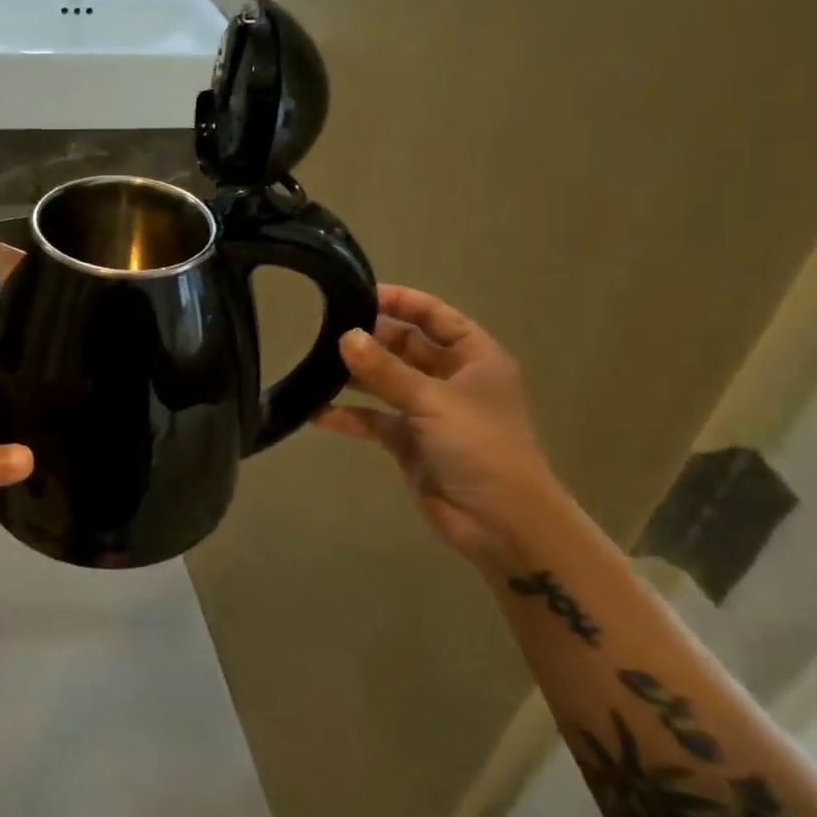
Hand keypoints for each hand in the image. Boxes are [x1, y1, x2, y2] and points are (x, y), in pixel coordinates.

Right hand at [315, 286, 557, 562]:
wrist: (501, 523)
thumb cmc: (481, 448)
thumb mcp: (433, 401)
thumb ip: (385, 370)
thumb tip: (344, 336)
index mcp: (475, 359)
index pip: (435, 316)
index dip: (402, 301)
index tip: (359, 292)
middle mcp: (451, 379)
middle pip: (405, 347)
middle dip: (370, 339)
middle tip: (325, 329)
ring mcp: (429, 411)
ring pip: (385, 382)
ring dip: (355, 376)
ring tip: (315, 364)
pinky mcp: (409, 442)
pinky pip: (374, 420)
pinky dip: (349, 416)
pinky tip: (316, 412)